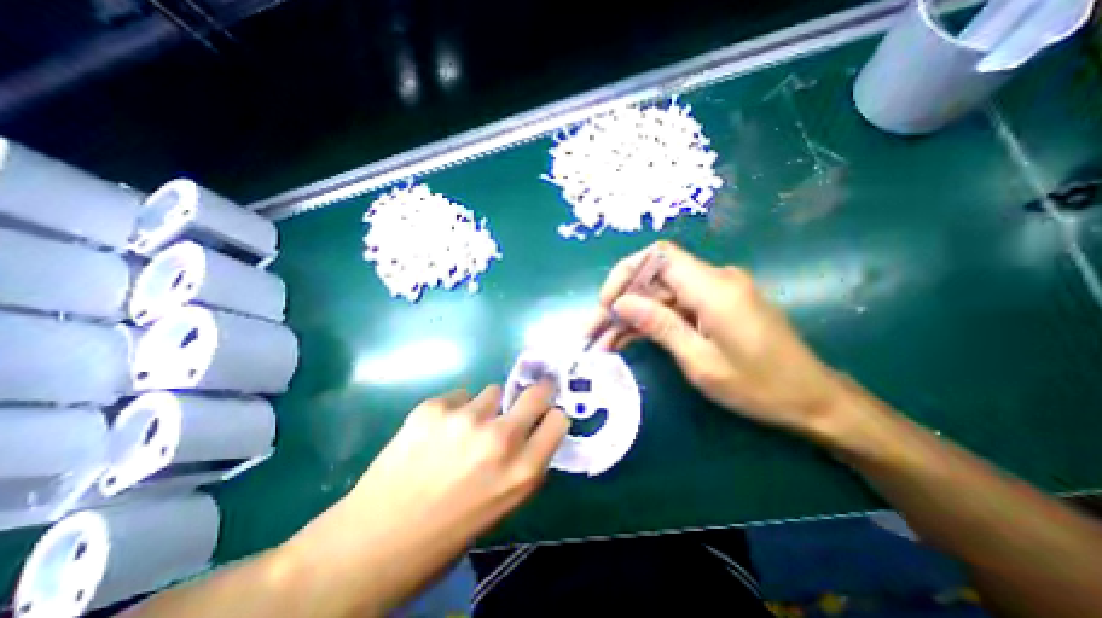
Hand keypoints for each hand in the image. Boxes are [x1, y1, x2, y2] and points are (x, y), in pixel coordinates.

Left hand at [281, 382, 567, 612]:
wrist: (372, 543)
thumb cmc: (447, 533)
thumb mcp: (502, 506)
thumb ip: (523, 464)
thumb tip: (533, 431)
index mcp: (522, 472)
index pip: (559, 420)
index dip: (552, 416)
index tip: (545, 415)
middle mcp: (500, 439)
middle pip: (537, 393)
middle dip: (536, 392)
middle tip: (526, 395)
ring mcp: (466, 419)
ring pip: (493, 391)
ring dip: (486, 407)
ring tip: (462, 430)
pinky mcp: (434, 407)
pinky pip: (460, 396)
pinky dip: (455, 410)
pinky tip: (435, 433)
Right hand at [590, 239, 846, 437]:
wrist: (812, 399)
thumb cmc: (760, 386)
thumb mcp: (701, 362)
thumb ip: (659, 326)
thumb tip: (620, 303)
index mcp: (714, 288)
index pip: (658, 256)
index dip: (625, 274)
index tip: (606, 304)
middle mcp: (714, 280)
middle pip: (653, 279)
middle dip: (620, 304)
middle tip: (593, 333)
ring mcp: (714, 292)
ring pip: (659, 295)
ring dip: (630, 317)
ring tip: (603, 343)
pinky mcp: (714, 306)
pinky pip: (674, 307)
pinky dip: (650, 323)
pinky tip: (626, 341)